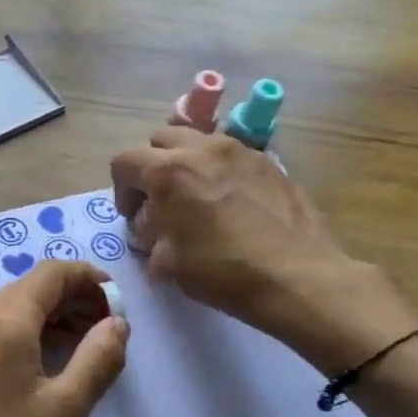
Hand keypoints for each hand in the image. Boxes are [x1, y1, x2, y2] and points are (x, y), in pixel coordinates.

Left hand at [0, 260, 128, 416]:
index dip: (89, 278)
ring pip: (15, 303)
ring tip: (85, 342)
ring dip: (52, 313)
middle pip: (33, 285)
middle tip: (107, 326)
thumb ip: (99, 358)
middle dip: (74, 297)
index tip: (116, 301)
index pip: (52, 273)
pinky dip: (28, 327)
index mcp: (5, 320)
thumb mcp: (65, 408)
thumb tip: (118, 323)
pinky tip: (47, 354)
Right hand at [111, 128, 416, 369]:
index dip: (121, 188)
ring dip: (188, 163)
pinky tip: (231, 204)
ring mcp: (241, 151)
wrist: (296, 276)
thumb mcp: (168, 264)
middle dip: (152, 166)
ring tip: (197, 198)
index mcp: (170, 171)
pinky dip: (220, 171)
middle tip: (160, 200)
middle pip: (162, 139)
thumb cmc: (223, 271)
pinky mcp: (270, 163)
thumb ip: (151, 239)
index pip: (125, 161)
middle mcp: (203, 149)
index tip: (132, 215)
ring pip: (200, 141)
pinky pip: (232, 156)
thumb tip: (152, 232)